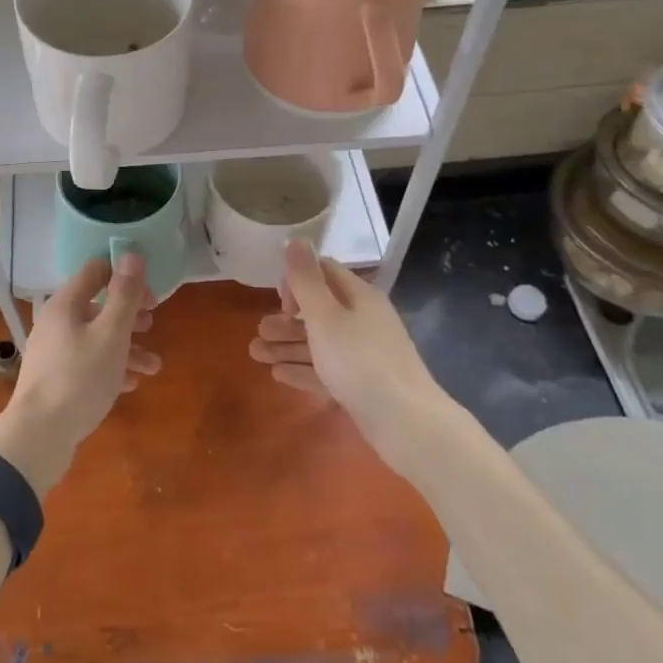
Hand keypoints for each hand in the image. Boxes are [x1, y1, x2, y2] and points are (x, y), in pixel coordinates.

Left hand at [0, 252, 159, 495]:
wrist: (38, 436)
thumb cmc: (79, 378)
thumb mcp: (111, 334)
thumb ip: (124, 295)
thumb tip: (132, 254)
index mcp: (66, 303)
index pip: (96, 271)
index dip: (126, 276)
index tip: (151, 296)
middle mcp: (57, 322)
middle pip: (98, 306)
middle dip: (130, 315)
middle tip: (153, 325)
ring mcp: (54, 352)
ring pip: (97, 338)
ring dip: (127, 347)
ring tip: (154, 367)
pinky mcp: (56, 379)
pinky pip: (88, 364)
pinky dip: (111, 368)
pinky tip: (132, 384)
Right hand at [249, 239, 448, 479]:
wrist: (407, 423)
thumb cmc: (360, 361)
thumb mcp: (326, 317)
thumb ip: (306, 280)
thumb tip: (296, 239)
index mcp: (358, 297)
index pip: (324, 273)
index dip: (297, 281)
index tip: (280, 302)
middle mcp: (363, 320)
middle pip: (318, 311)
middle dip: (285, 319)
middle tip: (259, 332)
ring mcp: (364, 354)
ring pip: (319, 343)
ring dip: (287, 345)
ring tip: (255, 354)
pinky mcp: (362, 384)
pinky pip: (326, 370)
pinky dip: (302, 369)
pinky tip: (278, 374)